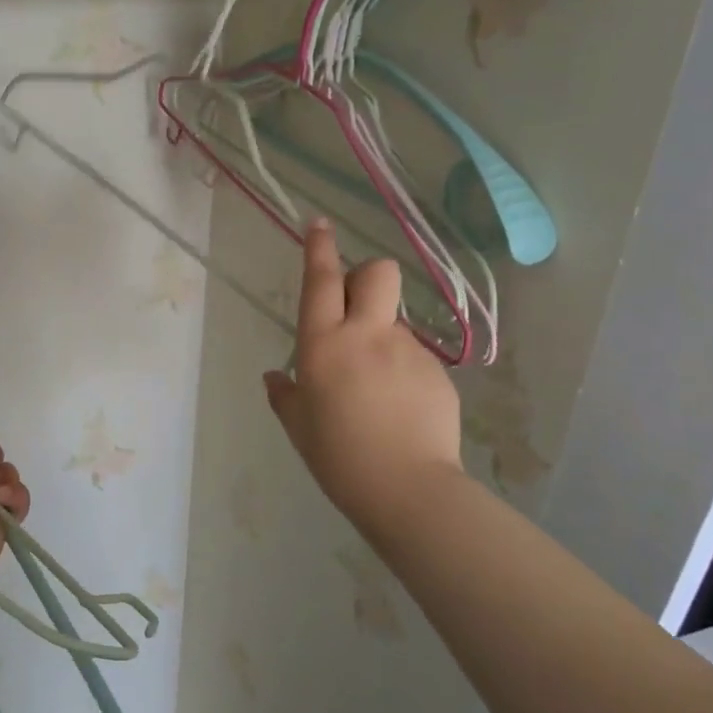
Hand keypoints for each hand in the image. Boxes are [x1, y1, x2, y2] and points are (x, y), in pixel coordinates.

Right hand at [263, 220, 462, 528]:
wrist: (407, 489)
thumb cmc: (337, 456)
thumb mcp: (298, 425)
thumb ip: (284, 394)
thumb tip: (275, 377)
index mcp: (324, 344)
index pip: (321, 280)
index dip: (319, 247)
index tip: (319, 223)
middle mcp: (367, 335)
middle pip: (377, 273)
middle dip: (365, 275)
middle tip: (354, 306)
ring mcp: (408, 351)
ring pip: (394, 320)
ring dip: (381, 334)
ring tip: (375, 385)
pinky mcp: (437, 372)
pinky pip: (414, 356)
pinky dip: (401, 370)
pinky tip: (398, 407)